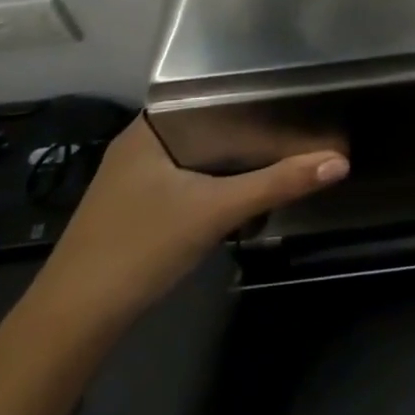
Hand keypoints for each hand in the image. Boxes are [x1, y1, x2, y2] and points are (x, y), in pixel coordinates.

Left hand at [37, 118, 347, 320]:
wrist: (74, 320)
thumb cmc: (140, 247)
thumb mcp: (216, 211)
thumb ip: (277, 184)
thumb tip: (339, 162)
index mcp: (148, 129)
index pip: (206, 94)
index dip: (248, 93)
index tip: (289, 94)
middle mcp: (138, 145)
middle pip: (206, 126)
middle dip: (247, 130)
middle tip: (296, 125)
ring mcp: (132, 180)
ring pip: (196, 157)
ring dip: (231, 160)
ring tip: (279, 152)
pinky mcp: (135, 209)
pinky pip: (186, 181)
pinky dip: (214, 184)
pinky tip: (240, 192)